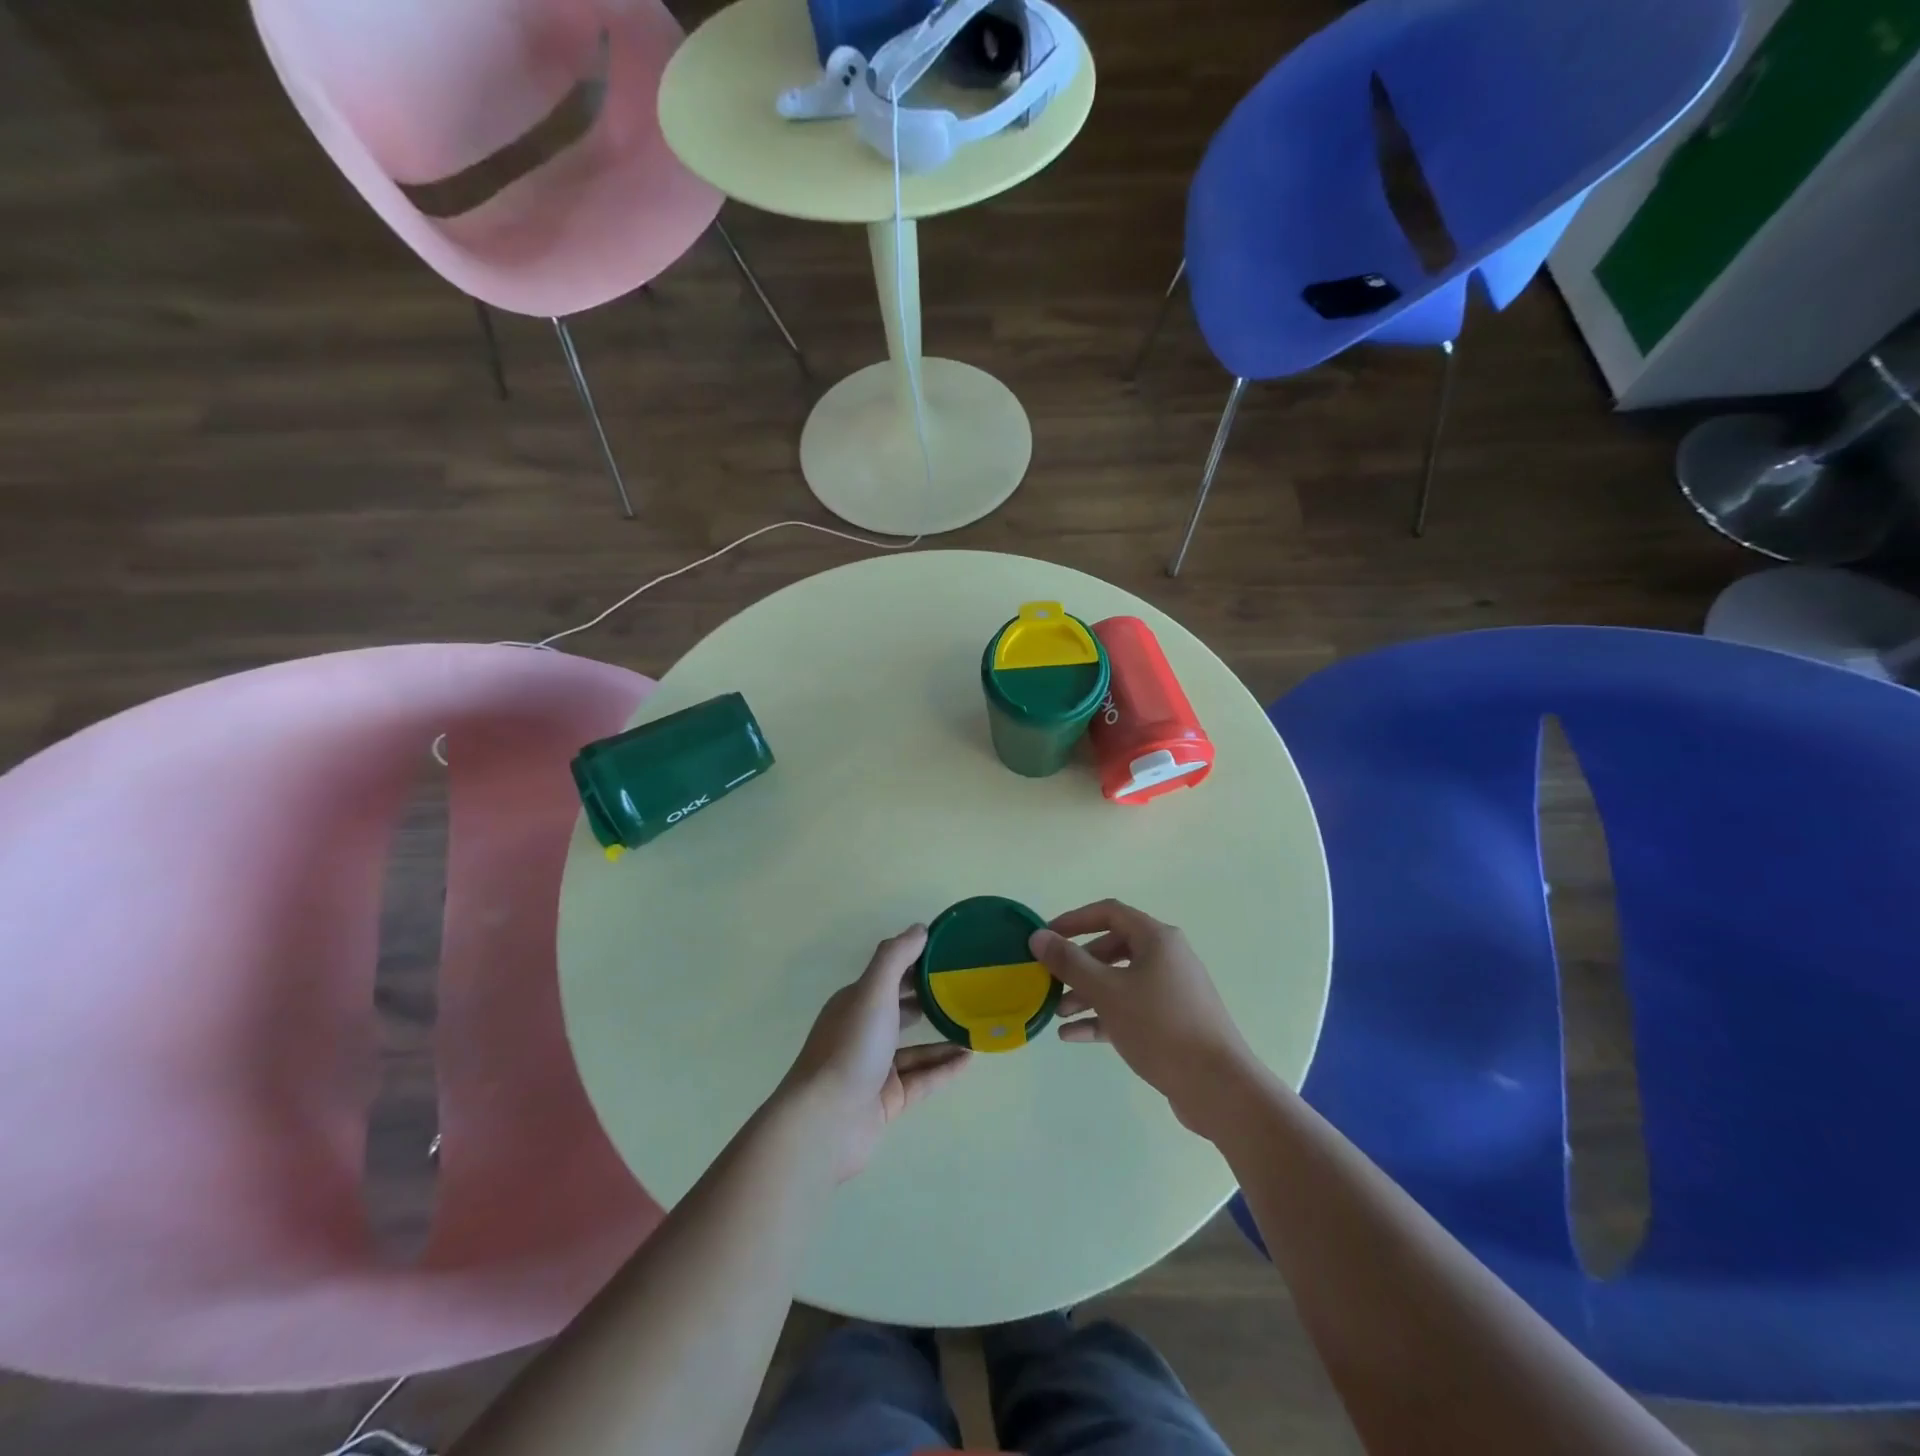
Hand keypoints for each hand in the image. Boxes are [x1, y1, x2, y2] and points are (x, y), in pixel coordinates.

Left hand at [781, 925, 971, 1179]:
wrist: (825, 1123)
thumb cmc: (850, 1048)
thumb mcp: (872, 992)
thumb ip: (895, 957)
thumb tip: (920, 928)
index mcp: (855, 1002)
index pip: (889, 975)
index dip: (917, 962)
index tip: (950, 953)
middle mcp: (863, 1032)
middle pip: (900, 1009)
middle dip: (930, 998)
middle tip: (967, 989)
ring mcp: (874, 1068)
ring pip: (915, 1048)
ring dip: (942, 1036)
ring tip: (975, 1026)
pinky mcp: (887, 1100)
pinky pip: (922, 1079)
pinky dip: (944, 1068)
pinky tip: (970, 1059)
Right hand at [1030, 899, 1257, 1130]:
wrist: (1218, 1087)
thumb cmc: (1160, 1027)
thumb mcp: (1107, 991)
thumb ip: (1069, 962)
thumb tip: (1038, 936)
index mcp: (1157, 939)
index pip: (1108, 913)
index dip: (1073, 920)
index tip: (1046, 937)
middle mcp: (1167, 957)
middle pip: (1112, 948)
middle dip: (1078, 965)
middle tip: (1050, 981)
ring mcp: (1171, 991)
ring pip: (1120, 981)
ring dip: (1087, 993)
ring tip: (1059, 1014)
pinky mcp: (1172, 1022)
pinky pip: (1130, 1009)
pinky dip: (1103, 1017)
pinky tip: (1074, 1035)